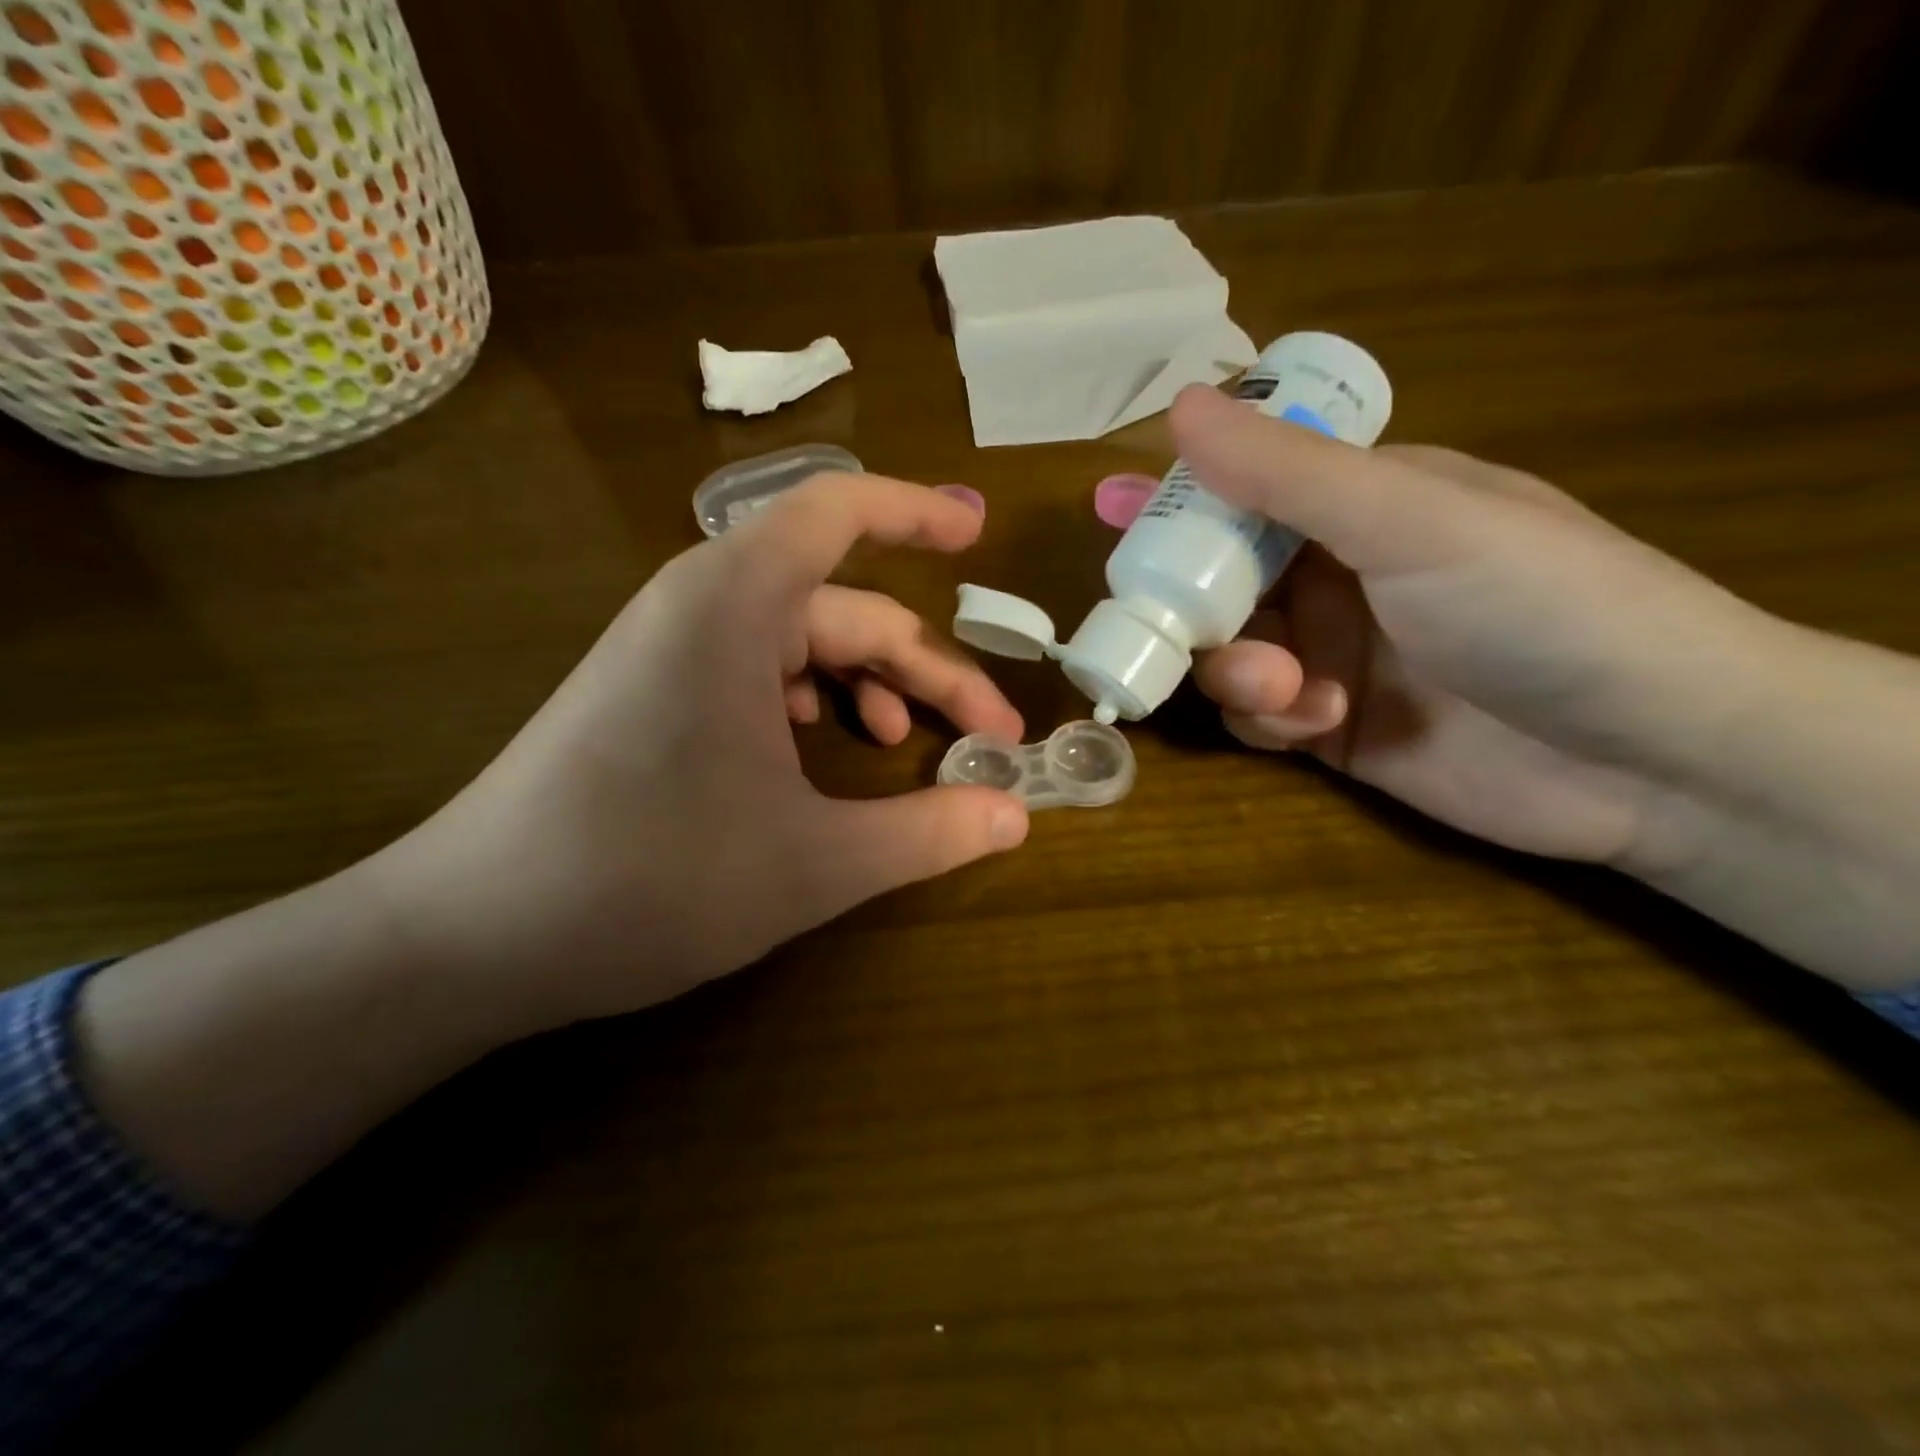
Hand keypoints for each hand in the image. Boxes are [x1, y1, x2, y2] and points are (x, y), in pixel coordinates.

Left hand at [377, 472, 1028, 1036]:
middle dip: (923, 669)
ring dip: (867, 689)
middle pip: (842, 608)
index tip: (978, 535)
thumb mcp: (814, 864)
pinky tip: (822, 757)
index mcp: (734, 607)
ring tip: (902, 748)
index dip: (916, 514)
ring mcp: (668, 652)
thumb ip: (927, 833)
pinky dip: (809, 704)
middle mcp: (699, 608)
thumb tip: (1016, 816)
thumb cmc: (647, 880)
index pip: (838, 512)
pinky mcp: (649, 696)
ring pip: (799, 645)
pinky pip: (753, 674)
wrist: (470, 936)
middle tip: (989, 737)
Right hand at [1171, 384, 1777, 866]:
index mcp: (1361, 505)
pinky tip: (1311, 722)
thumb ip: (1288, 474)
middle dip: (1193, 601)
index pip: (1245, 487)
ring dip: (1235, 669)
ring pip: (1228, 651)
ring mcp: (1332, 654)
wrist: (1650, 758)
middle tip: (1162, 623)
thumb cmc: (1542, 606)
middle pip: (1219, 577)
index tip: (1112, 508)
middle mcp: (1337, 575)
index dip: (1178, 497)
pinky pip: (1257, 714)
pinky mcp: (1329, 726)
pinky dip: (1266, 717)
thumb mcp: (1412, 522)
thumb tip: (1181, 404)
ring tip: (1281, 689)